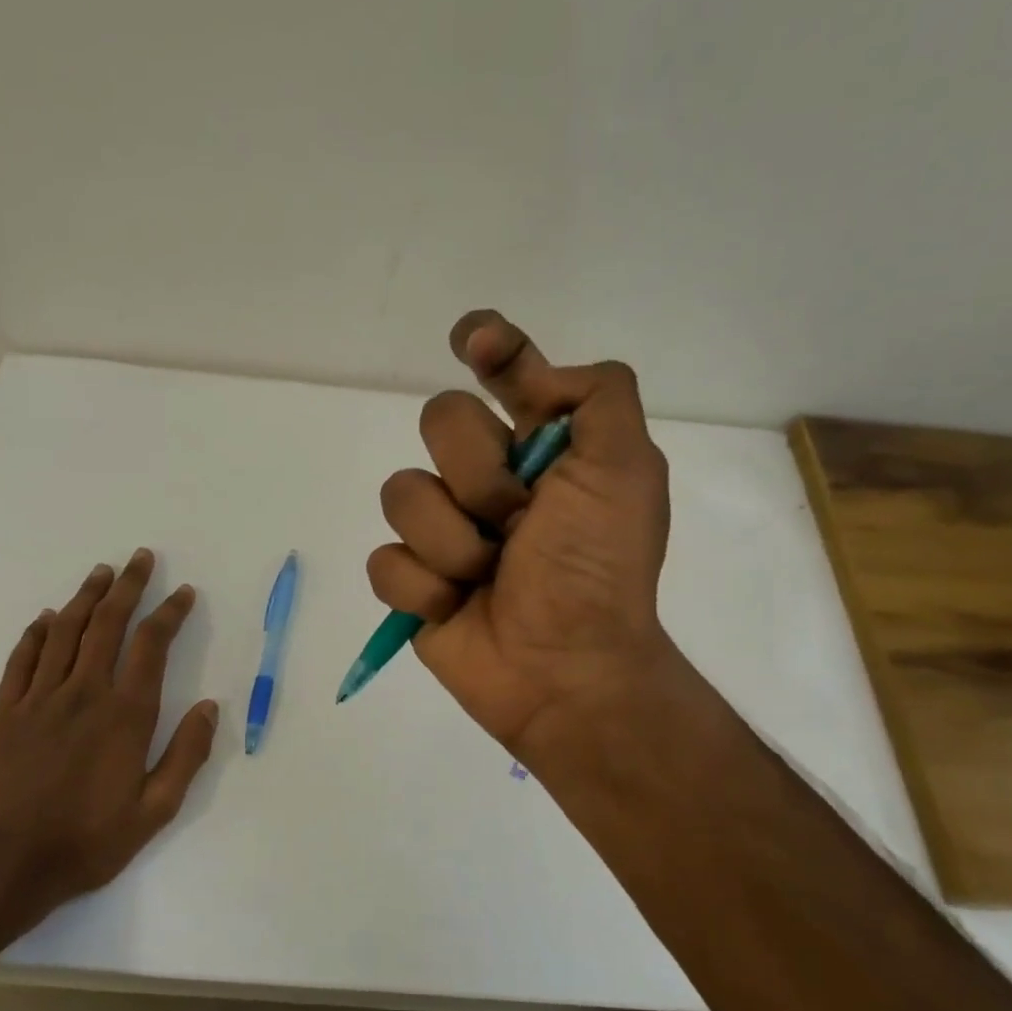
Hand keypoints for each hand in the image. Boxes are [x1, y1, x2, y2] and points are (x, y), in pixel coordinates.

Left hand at [0, 549, 218, 938]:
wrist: (2, 866)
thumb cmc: (86, 842)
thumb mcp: (154, 811)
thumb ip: (186, 756)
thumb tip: (210, 707)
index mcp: (125, 714)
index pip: (152, 646)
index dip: (170, 614)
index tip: (183, 593)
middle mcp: (83, 693)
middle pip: (108, 624)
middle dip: (128, 587)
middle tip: (141, 558)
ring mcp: (39, 698)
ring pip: (65, 631)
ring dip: (85, 597)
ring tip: (102, 573)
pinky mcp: (4, 711)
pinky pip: (22, 659)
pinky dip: (36, 633)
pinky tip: (46, 618)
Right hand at [367, 310, 685, 764]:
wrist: (566, 670)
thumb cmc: (598, 569)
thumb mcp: (626, 472)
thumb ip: (598, 397)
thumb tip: (533, 374)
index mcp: (539, 447)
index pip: (504, 372)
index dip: (488, 346)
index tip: (475, 340)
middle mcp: (485, 477)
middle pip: (439, 420)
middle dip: (478, 474)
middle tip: (516, 520)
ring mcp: (443, 529)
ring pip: (402, 493)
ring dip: (452, 541)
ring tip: (488, 575)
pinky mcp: (412, 582)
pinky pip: (385, 561)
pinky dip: (423, 588)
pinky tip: (455, 607)